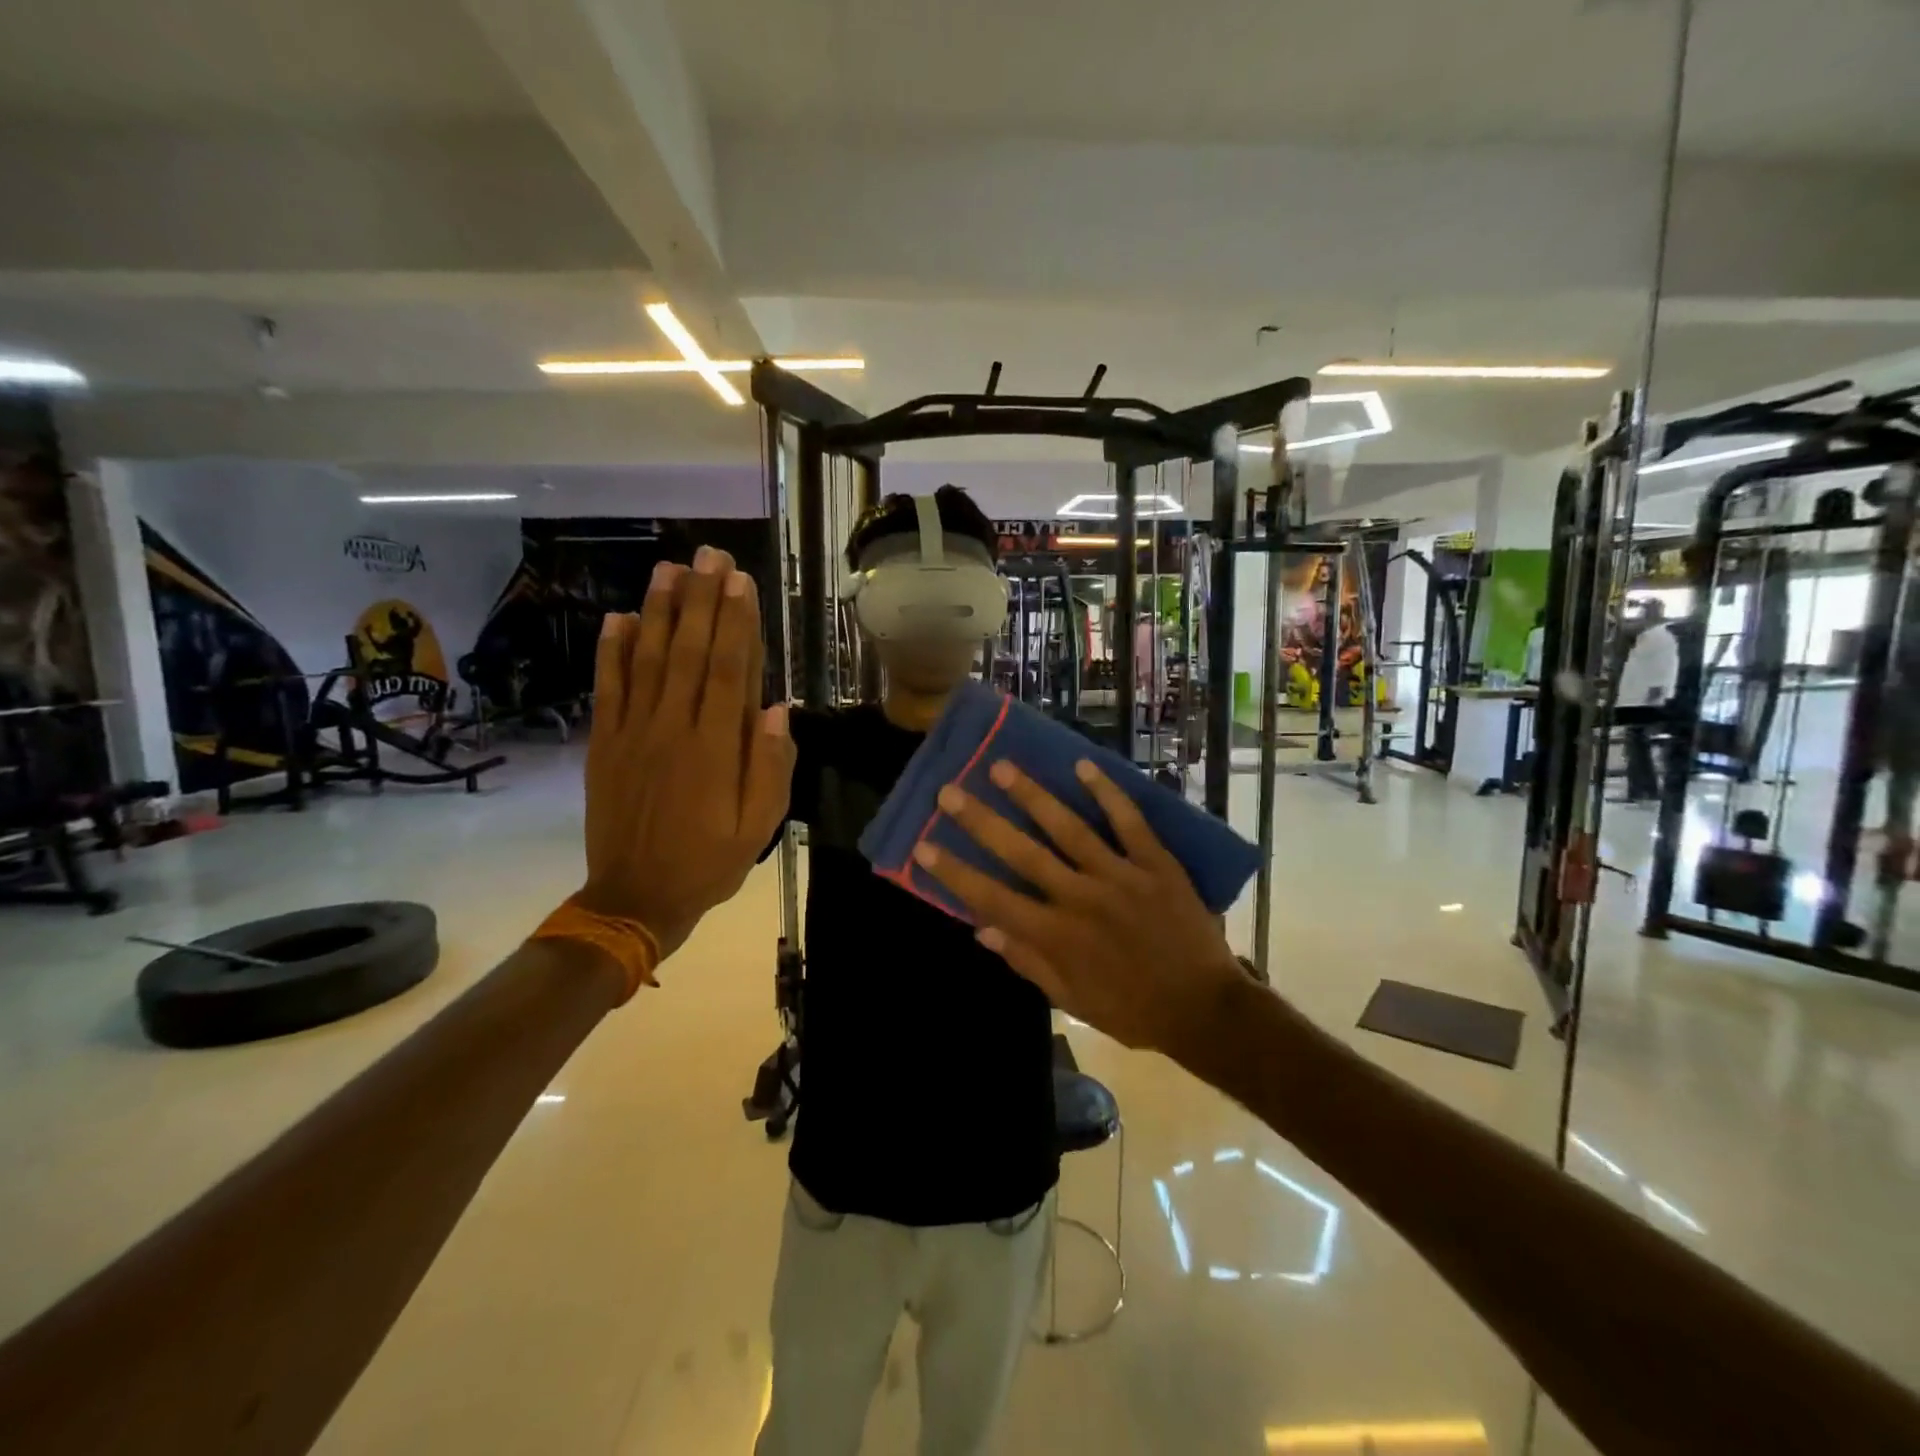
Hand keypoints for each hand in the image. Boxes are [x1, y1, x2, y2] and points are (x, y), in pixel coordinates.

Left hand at [580, 547, 793, 955]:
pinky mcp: (604, 744)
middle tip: (708, 555)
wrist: (634, 898)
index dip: (736, 623)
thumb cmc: (708, 862)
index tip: (740, 581)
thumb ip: (771, 768)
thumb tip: (779, 711)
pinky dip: (611, 652)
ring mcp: (633, 733)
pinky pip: (608, 689)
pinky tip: (618, 618)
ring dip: (658, 612)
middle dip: (701, 600)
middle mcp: (673, 729)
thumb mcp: (758, 826)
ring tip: (670, 569)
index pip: (728, 671)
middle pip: (688, 653)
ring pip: (646, 660)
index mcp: (715, 749)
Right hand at [913, 758, 1245, 1055]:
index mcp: (1057, 936)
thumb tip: (982, 930)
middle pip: (1022, 853)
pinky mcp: (1156, 863)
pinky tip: (1083, 766)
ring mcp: (1120, 875)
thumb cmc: (1133, 1009)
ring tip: (1001, 767)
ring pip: (1068, 828)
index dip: (955, 872)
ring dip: (1032, 796)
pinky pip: (1129, 822)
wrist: (1205, 1009)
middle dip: (981, 822)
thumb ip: (1028, 963)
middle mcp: (1081, 898)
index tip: (924, 846)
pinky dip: (1107, 793)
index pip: (993, 898)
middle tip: (950, 792)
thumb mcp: (1074, 1001)